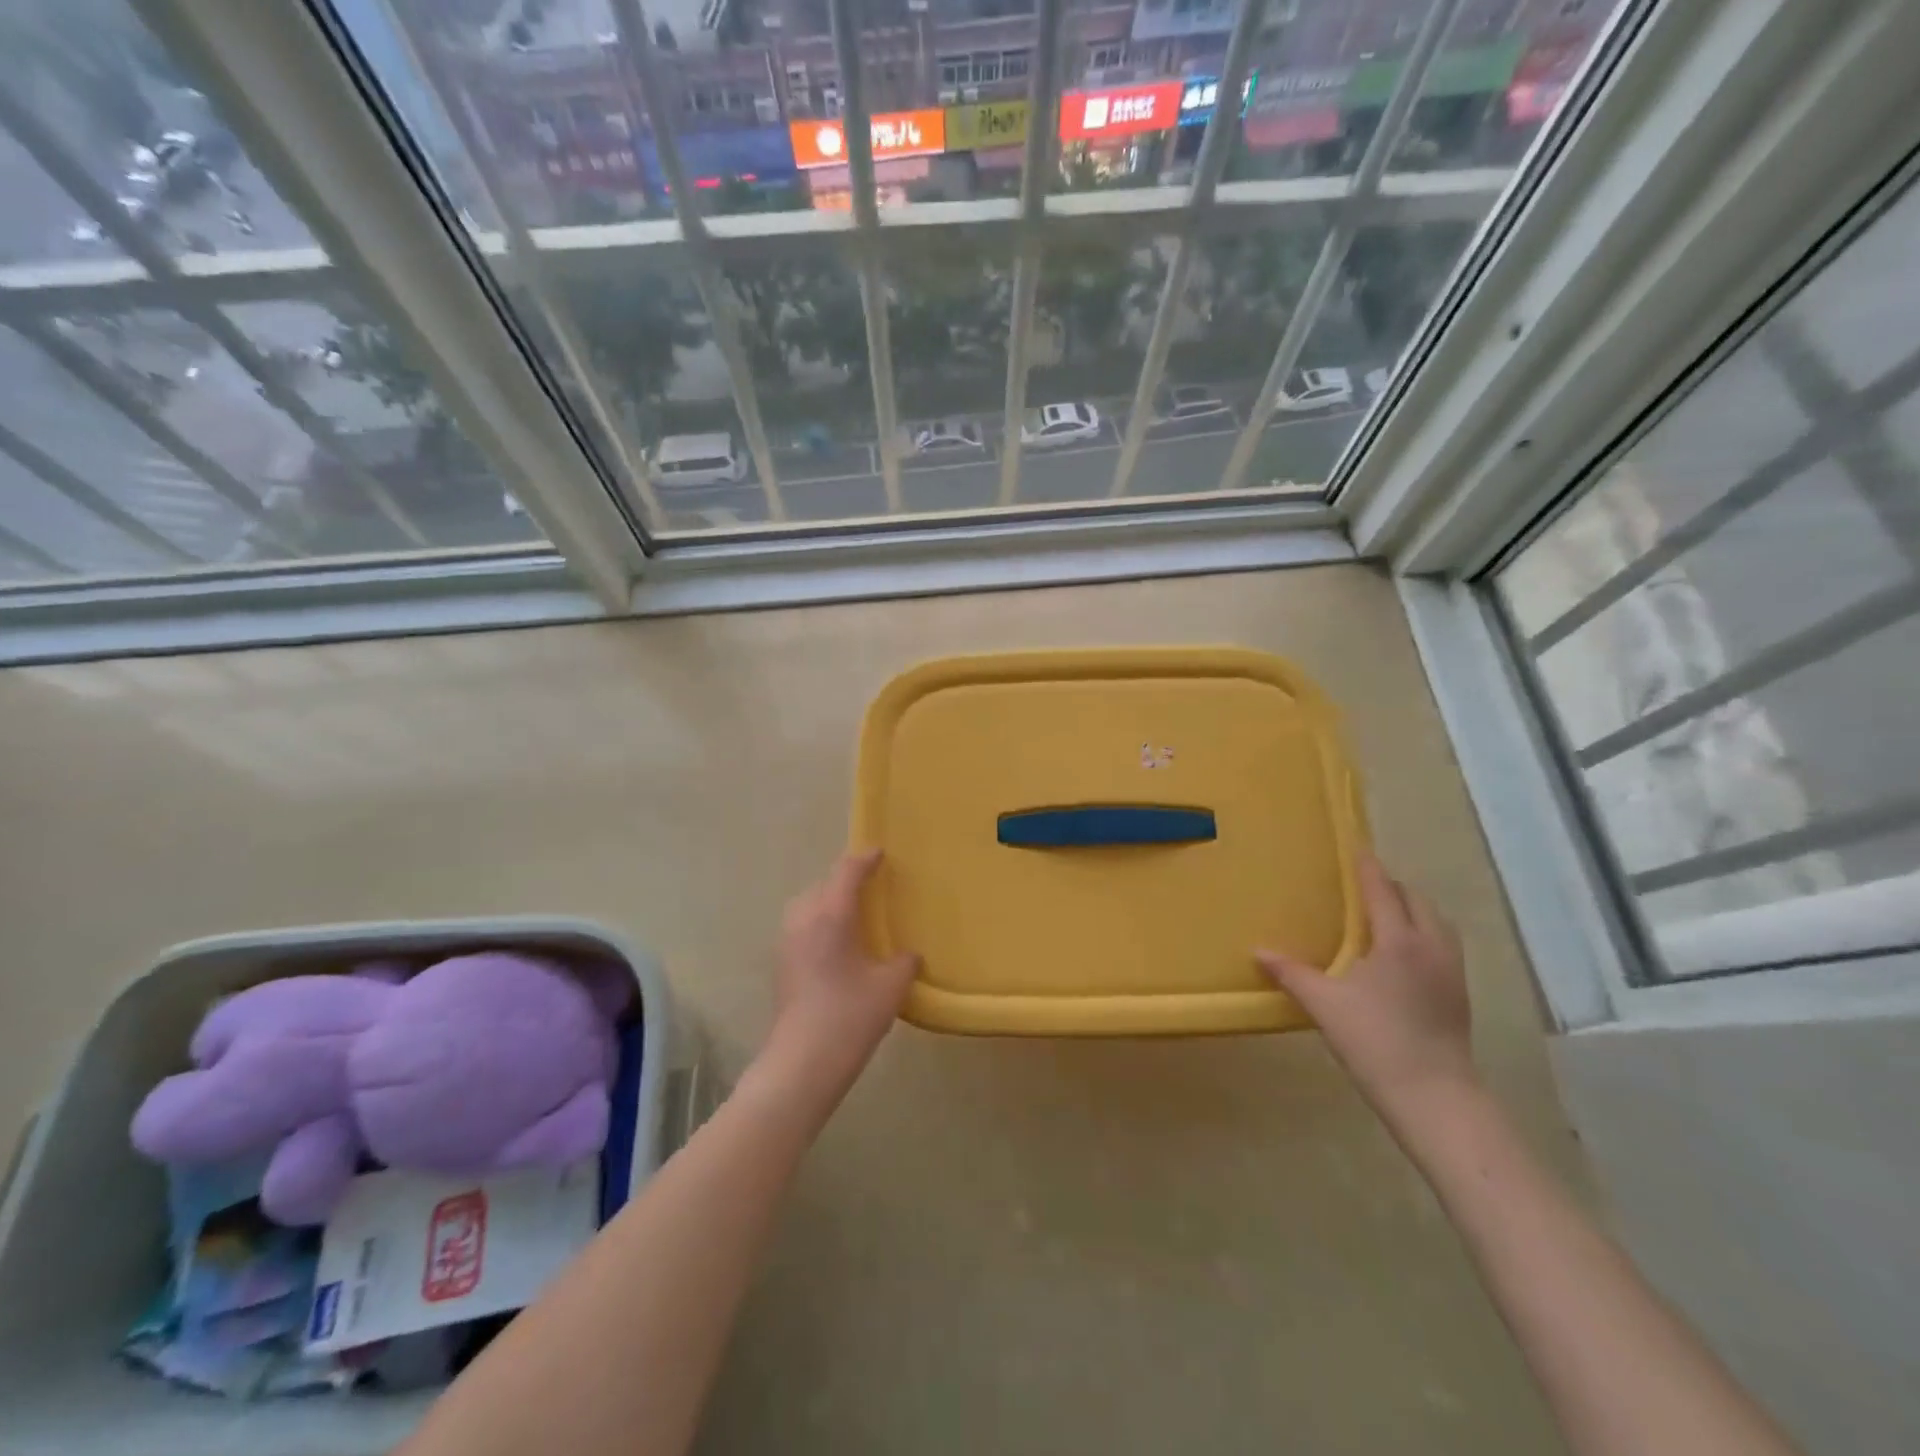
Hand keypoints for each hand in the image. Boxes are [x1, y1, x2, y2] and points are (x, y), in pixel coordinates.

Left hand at [764, 850, 919, 1093]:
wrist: (802, 1062)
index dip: (864, 860)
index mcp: (831, 917)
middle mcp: (804, 921)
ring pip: (806, 904)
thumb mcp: (890, 987)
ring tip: (851, 912)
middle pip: (822, 884)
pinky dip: (818, 921)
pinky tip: (836, 943)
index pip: (846, 873)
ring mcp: (787, 943)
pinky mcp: (781, 964)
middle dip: (844, 878)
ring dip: (827, 899)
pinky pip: (800, 925)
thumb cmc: (850, 1016)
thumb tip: (909, 955)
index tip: (880, 853)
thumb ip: (904, 963)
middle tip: (870, 884)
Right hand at [1257, 852, 1476, 1120]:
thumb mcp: (1324, 1005)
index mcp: (1399, 941)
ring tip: (1382, 915)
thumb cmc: (1376, 1041)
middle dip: (1391, 886)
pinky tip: (1400, 954)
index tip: (1355, 847)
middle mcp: (1431, 947)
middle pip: (1416, 900)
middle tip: (1361, 885)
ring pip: (1436, 922)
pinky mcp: (1458, 993)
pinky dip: (1422, 933)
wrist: (1435, 1097)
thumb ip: (1291, 973)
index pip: (1383, 890)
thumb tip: (1259, 951)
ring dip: (1411, 909)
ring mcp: (1451, 971)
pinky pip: (1442, 944)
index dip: (1367, 867)